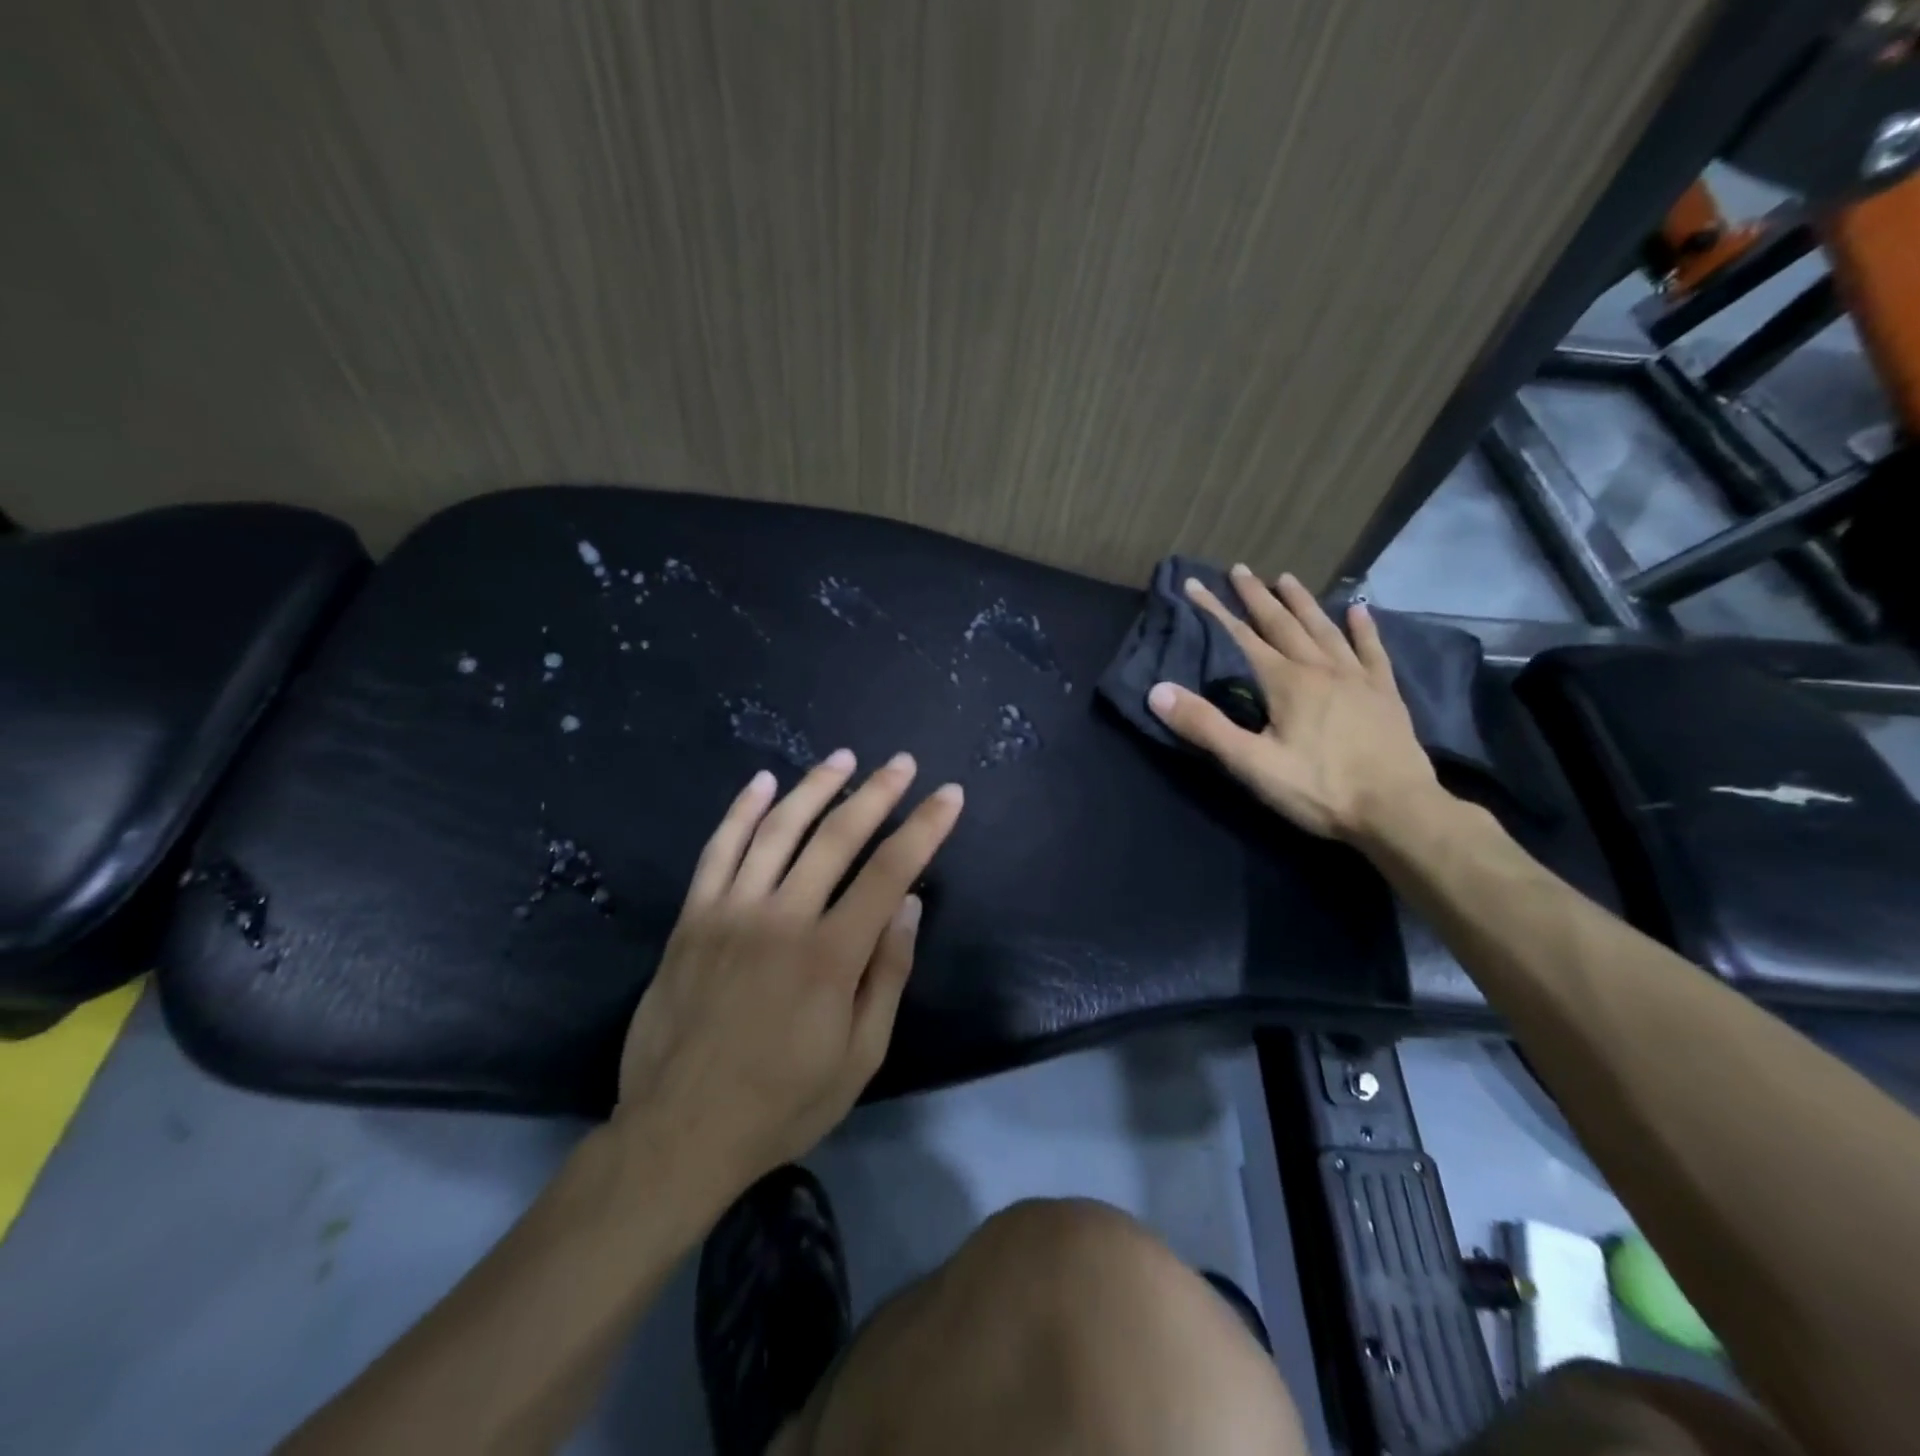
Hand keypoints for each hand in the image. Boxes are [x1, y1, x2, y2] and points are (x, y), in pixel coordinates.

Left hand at [616, 751, 963, 1202]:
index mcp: (830, 955)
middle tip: (903, 763)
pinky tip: (762, 781)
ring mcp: (730, 911)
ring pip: (777, 829)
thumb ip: (887, 974)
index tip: (949, 795)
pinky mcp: (692, 917)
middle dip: (877, 793)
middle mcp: (781, 917)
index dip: (925, 827)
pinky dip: (741, 810)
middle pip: (836, 836)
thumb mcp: (859, 1056)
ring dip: (814, 786)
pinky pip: (718, 849)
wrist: (679, 1132)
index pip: (889, 870)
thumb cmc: (782, 1102)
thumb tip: (908, 904)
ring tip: (843, 758)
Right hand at [1147, 566, 1442, 841]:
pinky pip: (1372, 651)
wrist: (1397, 810)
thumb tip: (1157, 691)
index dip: (1215, 610)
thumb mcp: (1251, 764)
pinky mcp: (1385, 694)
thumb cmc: (1319, 788)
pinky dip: (1363, 628)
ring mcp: (1358, 678)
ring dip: (1303, 603)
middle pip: (1283, 624)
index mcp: (1286, 682)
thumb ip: (1205, 726)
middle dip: (1257, 596)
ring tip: (1287, 578)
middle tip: (1240, 569)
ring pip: (1325, 629)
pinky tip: (1359, 610)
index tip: (1195, 584)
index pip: (1242, 637)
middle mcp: (1320, 668)